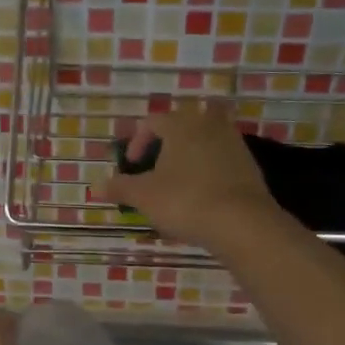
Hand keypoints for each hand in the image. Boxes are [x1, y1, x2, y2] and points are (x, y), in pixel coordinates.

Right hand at [98, 100, 282, 250]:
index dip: (136, 143)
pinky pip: (220, 160)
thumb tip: (95, 185)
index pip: (152, 122)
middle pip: (180, 128)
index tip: (131, 166)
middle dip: (164, 147)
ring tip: (176, 184)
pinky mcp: (249, 165)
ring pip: (203, 143)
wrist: (242, 223)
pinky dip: (207, 171)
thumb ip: (119, 187)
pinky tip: (201, 196)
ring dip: (187, 158)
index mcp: (180, 124)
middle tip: (153, 171)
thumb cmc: (185, 201)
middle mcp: (208, 125)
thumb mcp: (144, 196)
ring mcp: (233, 143)